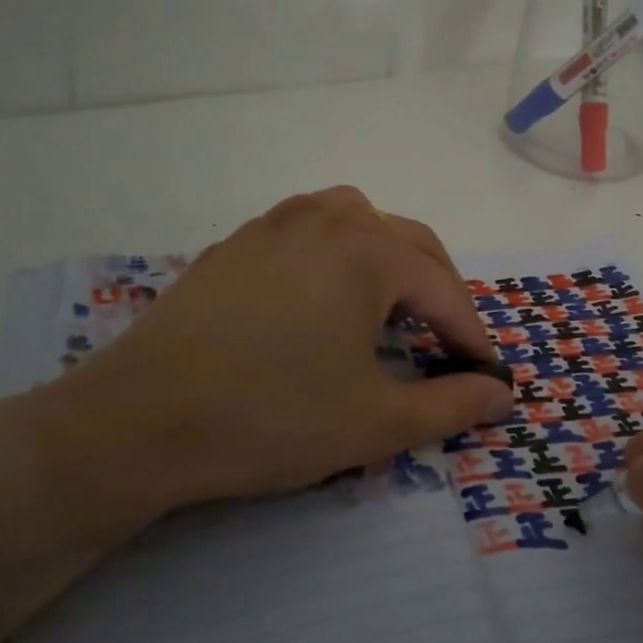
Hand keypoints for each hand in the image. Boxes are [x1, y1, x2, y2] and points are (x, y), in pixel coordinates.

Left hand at [23, 187, 513, 540]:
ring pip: (356, 221)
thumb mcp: (375, 422)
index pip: (443, 291)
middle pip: (409, 242)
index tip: (488, 374)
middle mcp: (327, 219)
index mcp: (368, 251)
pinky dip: (337, 255)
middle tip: (449, 342)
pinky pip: (307, 231)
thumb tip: (504, 394)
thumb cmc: (270, 418)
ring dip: (389, 258)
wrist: (137, 421)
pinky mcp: (235, 244)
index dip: (472, 336)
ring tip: (392, 305)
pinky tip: (323, 297)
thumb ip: (451, 404)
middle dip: (439, 290)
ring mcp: (274, 224)